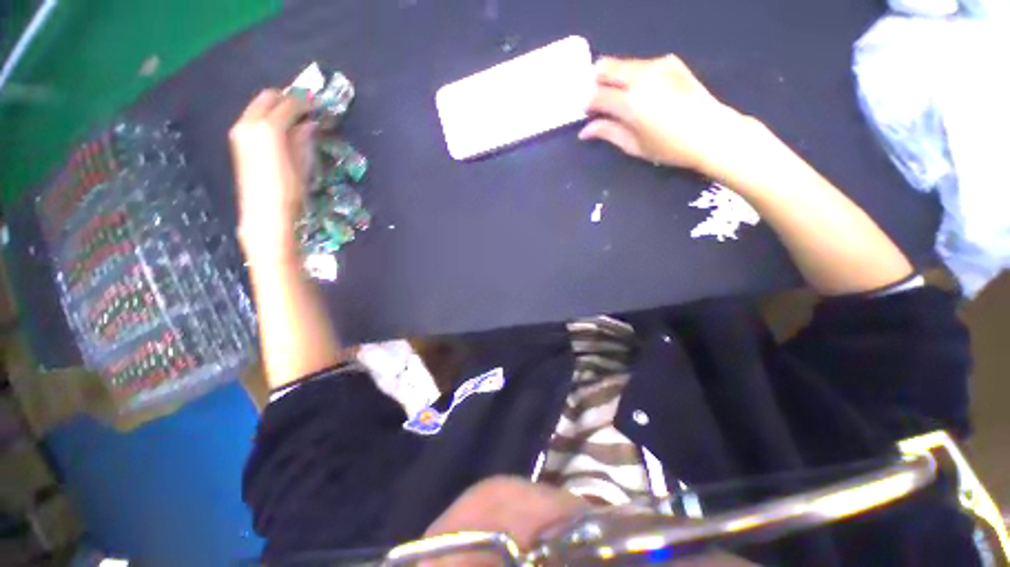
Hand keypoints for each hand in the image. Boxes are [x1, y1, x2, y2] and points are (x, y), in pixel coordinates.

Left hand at [229, 89, 312, 253]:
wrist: (264, 213)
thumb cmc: (289, 192)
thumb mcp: (301, 165)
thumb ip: (302, 140)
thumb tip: (309, 124)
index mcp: (268, 128)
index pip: (288, 105)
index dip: (304, 103)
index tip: (317, 104)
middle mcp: (250, 124)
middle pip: (268, 98)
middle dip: (286, 99)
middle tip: (304, 107)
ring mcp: (240, 131)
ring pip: (258, 106)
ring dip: (276, 107)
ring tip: (295, 118)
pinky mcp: (238, 141)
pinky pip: (253, 118)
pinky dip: (267, 117)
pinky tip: (281, 129)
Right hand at [579, 55, 750, 174]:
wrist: (712, 132)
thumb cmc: (670, 147)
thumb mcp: (634, 146)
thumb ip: (608, 133)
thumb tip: (585, 130)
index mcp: (630, 103)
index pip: (596, 95)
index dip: (587, 103)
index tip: (586, 113)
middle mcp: (641, 77)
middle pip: (605, 67)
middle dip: (595, 82)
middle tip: (597, 101)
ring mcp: (657, 65)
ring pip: (622, 63)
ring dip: (613, 77)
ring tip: (618, 97)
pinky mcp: (670, 62)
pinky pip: (640, 63)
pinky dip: (631, 74)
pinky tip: (640, 91)